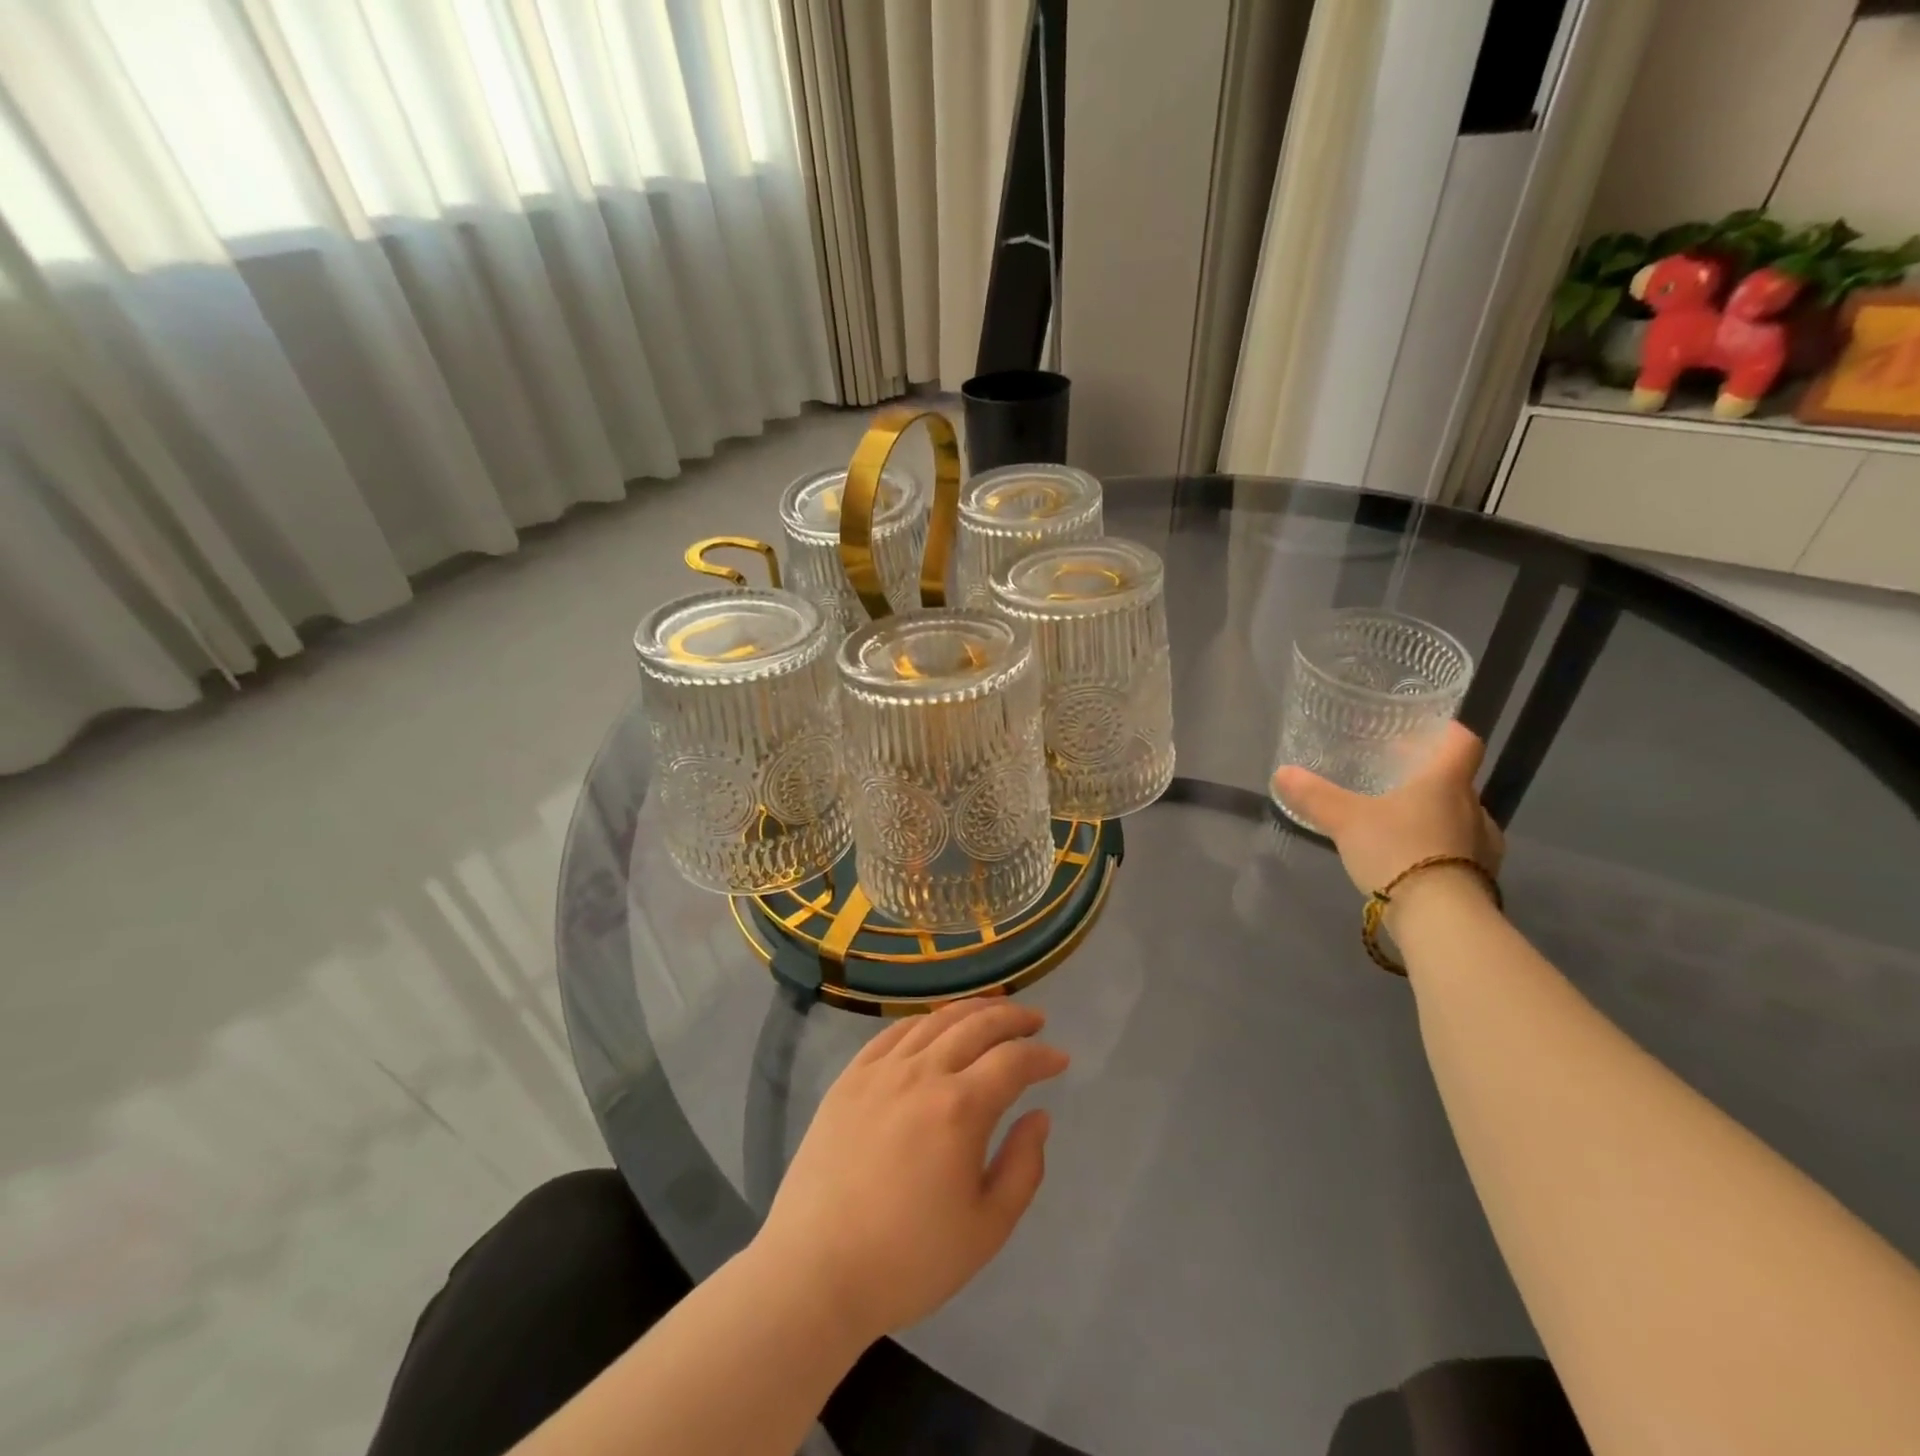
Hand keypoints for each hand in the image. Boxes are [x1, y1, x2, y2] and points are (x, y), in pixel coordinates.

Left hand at [753, 998, 1068, 1344]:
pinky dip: (924, 1021)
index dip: (1042, 1056)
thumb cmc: (908, 1260)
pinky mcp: (850, 1078)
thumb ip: (1023, 1167)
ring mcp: (880, 1071)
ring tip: (992, 1012)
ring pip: (935, 1020)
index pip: (1012, 1060)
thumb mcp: (986, 1229)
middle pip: (976, 1025)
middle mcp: (922, 1073)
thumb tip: (1038, 1116)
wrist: (815, 1272)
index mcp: (960, 1108)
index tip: (1060, 1059)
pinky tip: (934, 1027)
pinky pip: (893, 1033)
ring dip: (971, 1010)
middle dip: (1012, 1017)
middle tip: (1034, 1020)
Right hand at [1271, 721, 1504, 898]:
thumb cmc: (1397, 851)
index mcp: (1446, 783)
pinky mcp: (1483, 880)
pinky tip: (1412, 863)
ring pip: (1460, 820)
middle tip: (1394, 784)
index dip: (1446, 733)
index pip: (1462, 743)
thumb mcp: (1345, 820)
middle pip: (1457, 783)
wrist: (1441, 918)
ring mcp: (1484, 846)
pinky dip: (1440, 851)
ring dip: (1436, 819)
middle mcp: (1474, 808)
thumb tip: (1282, 773)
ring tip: (1400, 827)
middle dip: (1429, 782)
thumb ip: (1315, 796)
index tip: (1424, 733)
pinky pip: (1462, 854)